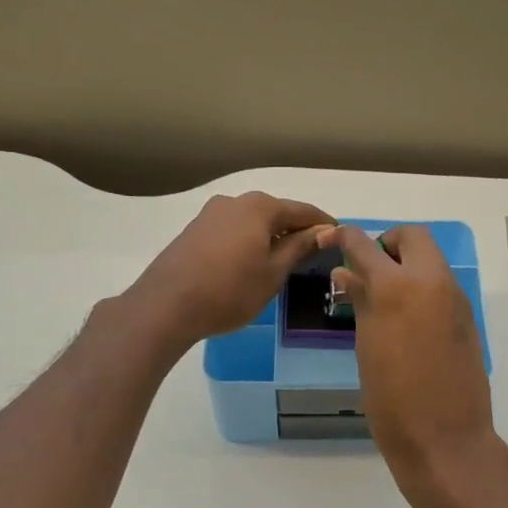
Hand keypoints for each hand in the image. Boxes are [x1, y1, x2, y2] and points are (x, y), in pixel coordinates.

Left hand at [128, 192, 332, 350]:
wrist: (166, 306)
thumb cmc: (230, 291)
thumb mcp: (274, 272)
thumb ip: (300, 247)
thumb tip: (323, 232)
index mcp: (260, 207)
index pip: (303, 211)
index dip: (323, 225)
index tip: (340, 237)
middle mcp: (235, 201)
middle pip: (276, 213)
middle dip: (296, 230)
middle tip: (315, 252)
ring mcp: (211, 214)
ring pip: (253, 222)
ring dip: (271, 236)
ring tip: (285, 260)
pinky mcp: (194, 231)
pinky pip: (233, 231)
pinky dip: (250, 241)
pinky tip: (252, 262)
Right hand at [327, 225, 497, 495]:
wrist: (444, 439)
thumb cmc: (392, 399)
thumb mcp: (366, 347)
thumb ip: (360, 301)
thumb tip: (346, 274)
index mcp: (398, 288)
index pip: (367, 246)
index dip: (347, 237)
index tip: (334, 239)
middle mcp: (432, 283)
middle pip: (414, 237)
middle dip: (389, 244)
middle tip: (369, 271)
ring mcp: (455, 300)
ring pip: (431, 261)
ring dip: (408, 266)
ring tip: (384, 299)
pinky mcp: (467, 319)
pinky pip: (442, 287)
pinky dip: (422, 288)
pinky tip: (407, 321)